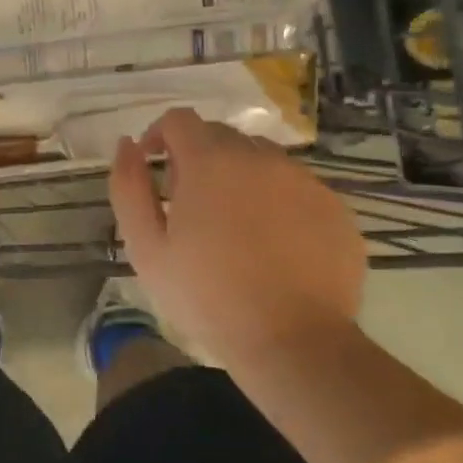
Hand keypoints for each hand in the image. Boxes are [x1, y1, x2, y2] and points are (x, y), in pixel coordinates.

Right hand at [109, 108, 366, 370]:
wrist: (294, 342)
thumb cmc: (207, 296)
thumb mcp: (146, 247)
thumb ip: (128, 187)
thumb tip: (127, 145)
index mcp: (211, 161)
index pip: (179, 120)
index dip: (159, 135)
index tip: (153, 165)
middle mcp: (260, 157)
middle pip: (221, 136)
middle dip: (198, 157)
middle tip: (190, 204)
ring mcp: (304, 180)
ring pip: (261, 159)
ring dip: (239, 176)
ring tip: (234, 225)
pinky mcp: (334, 207)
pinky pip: (295, 187)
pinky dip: (277, 201)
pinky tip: (272, 244)